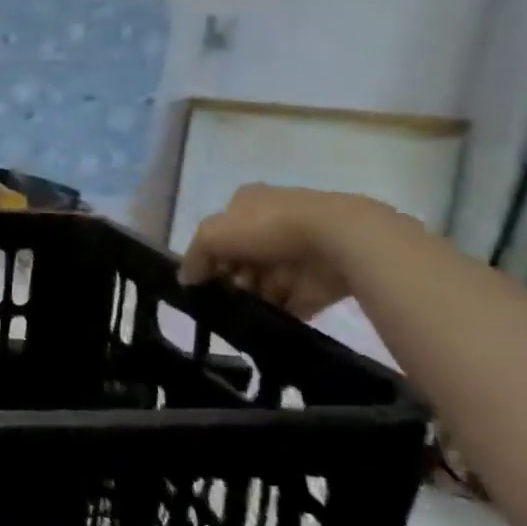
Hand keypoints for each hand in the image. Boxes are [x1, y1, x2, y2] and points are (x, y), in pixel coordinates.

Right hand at [177, 184, 402, 319]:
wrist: (341, 239)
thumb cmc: (268, 228)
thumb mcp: (213, 235)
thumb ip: (195, 256)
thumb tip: (186, 278)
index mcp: (247, 202)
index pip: (221, 230)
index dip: (210, 255)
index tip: (207, 278)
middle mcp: (273, 221)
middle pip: (244, 257)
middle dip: (234, 278)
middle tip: (228, 296)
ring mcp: (301, 249)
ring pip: (267, 279)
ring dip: (256, 296)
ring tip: (247, 313)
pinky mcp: (323, 276)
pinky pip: (295, 298)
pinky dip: (282, 311)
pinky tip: (269, 322)